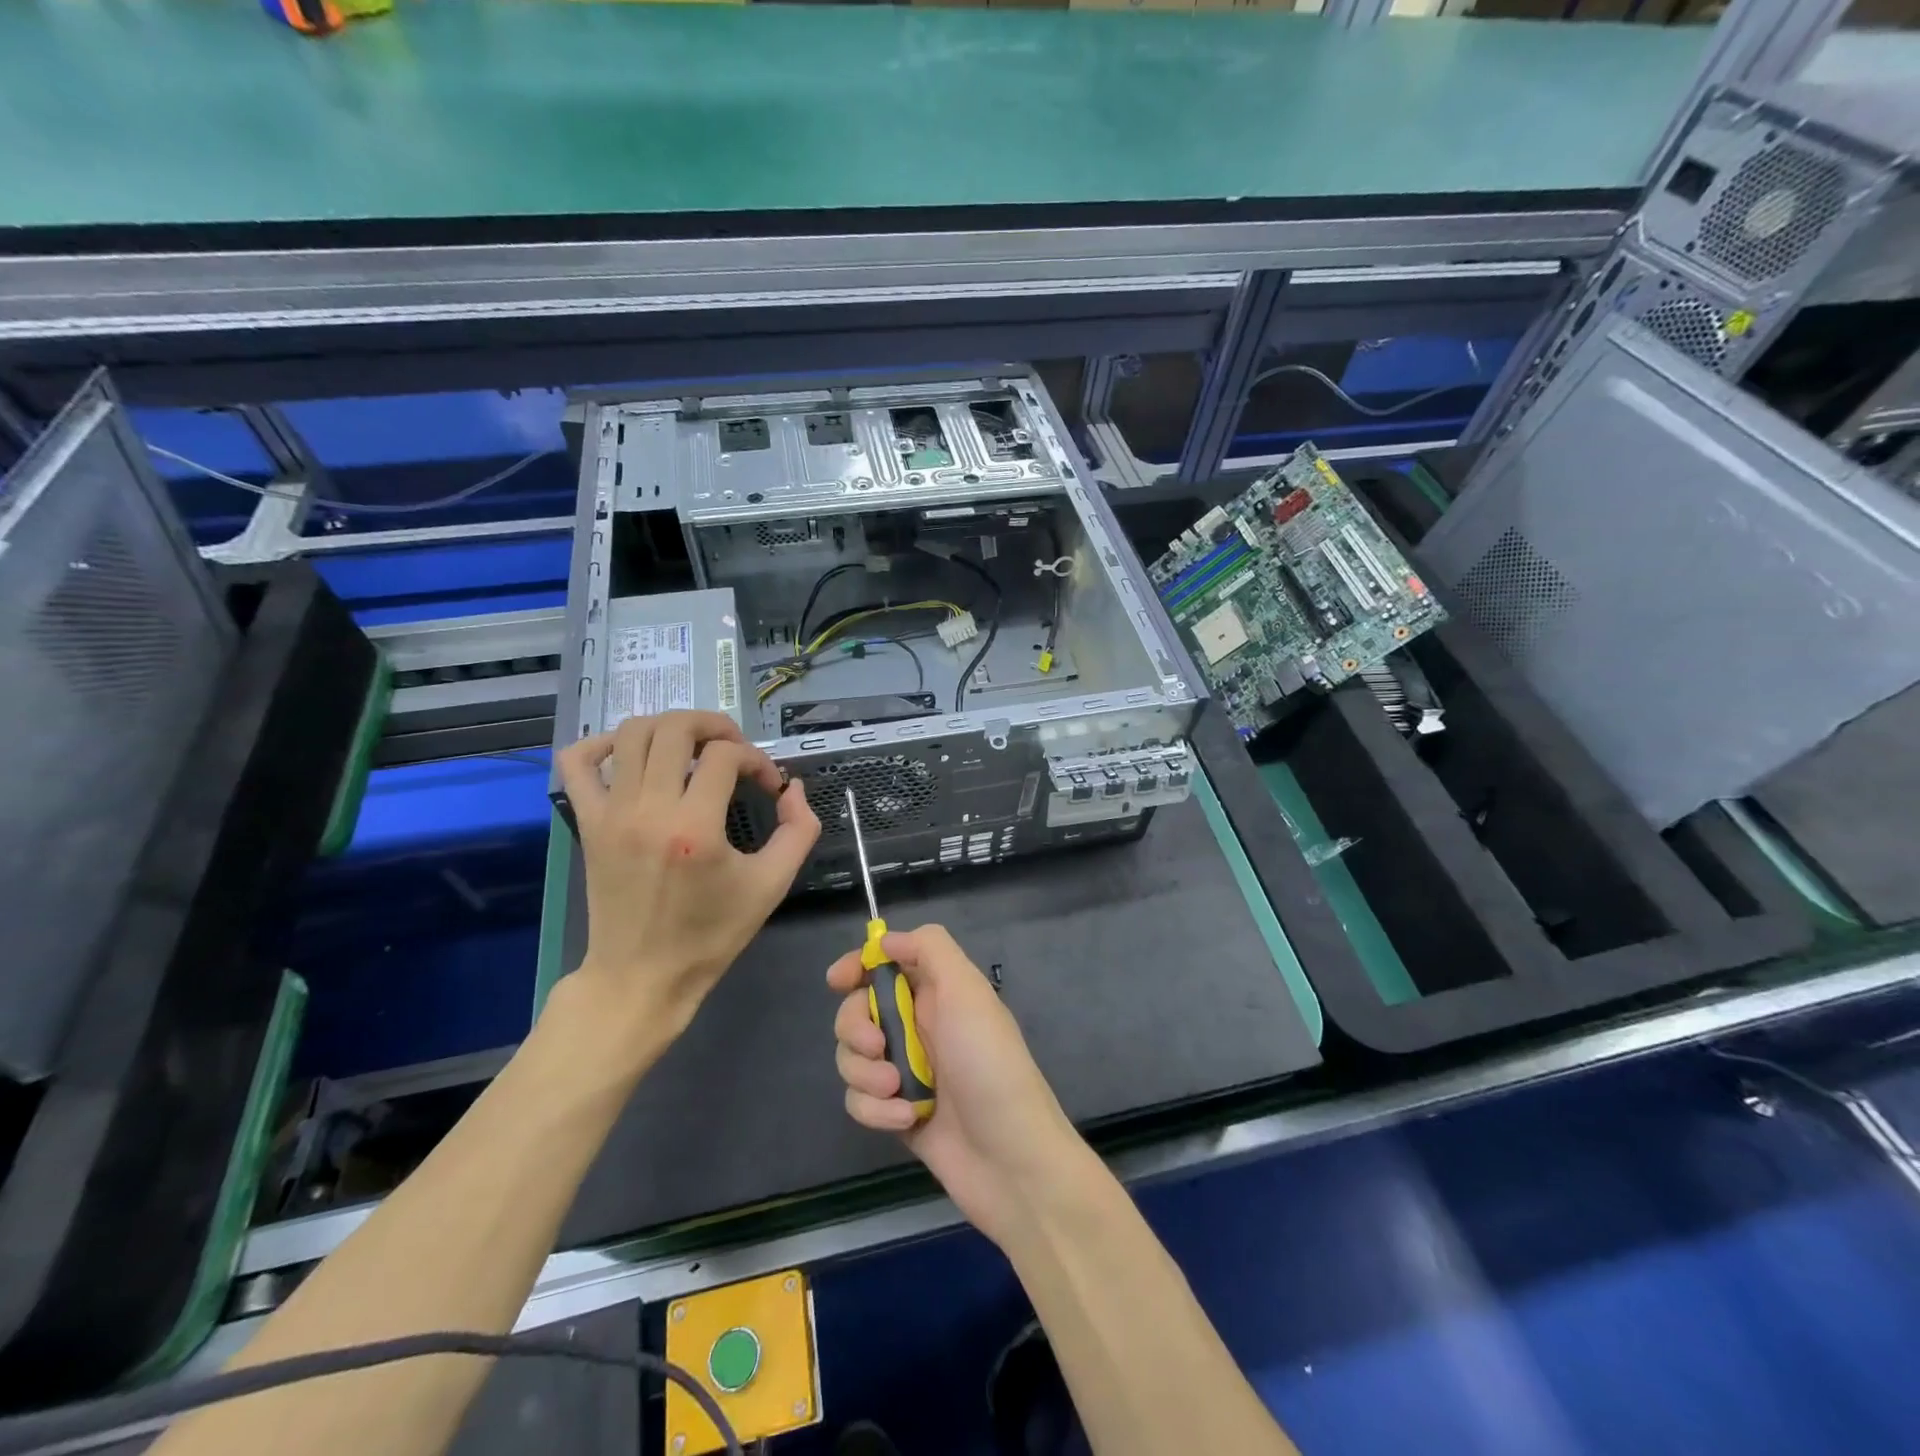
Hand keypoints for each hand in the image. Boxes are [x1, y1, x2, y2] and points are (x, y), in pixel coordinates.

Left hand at [558, 711, 819, 1041]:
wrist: (642, 976)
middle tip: (735, 750)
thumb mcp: (772, 885)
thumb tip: (792, 788)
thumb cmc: (711, 935)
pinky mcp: (587, 822)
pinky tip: (630, 753)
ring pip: (632, 732)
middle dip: (715, 726)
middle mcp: (648, 809)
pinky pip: (576, 761)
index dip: (757, 759)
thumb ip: (799, 830)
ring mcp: (610, 813)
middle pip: (676, 728)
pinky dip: (601, 742)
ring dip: (670, 727)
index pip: (726, 756)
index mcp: (695, 828)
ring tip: (693, 747)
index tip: (768, 786)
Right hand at [827, 924, 1085, 1246]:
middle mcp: (919, 1026)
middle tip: (877, 1046)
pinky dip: (876, 1110)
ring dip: (866, 1074)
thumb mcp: (967, 991)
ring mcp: (907, 1071)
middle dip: (856, 1027)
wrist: (1012, 1159)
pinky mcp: (897, 1113)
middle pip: (857, 1010)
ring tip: (898, 1091)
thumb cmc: (989, 1064)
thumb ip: (929, 950)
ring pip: (853, 1057)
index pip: (885, 964)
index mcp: (937, 991)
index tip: (838, 982)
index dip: (857, 966)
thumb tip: (885, 940)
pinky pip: (860, 1101)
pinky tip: (907, 1120)